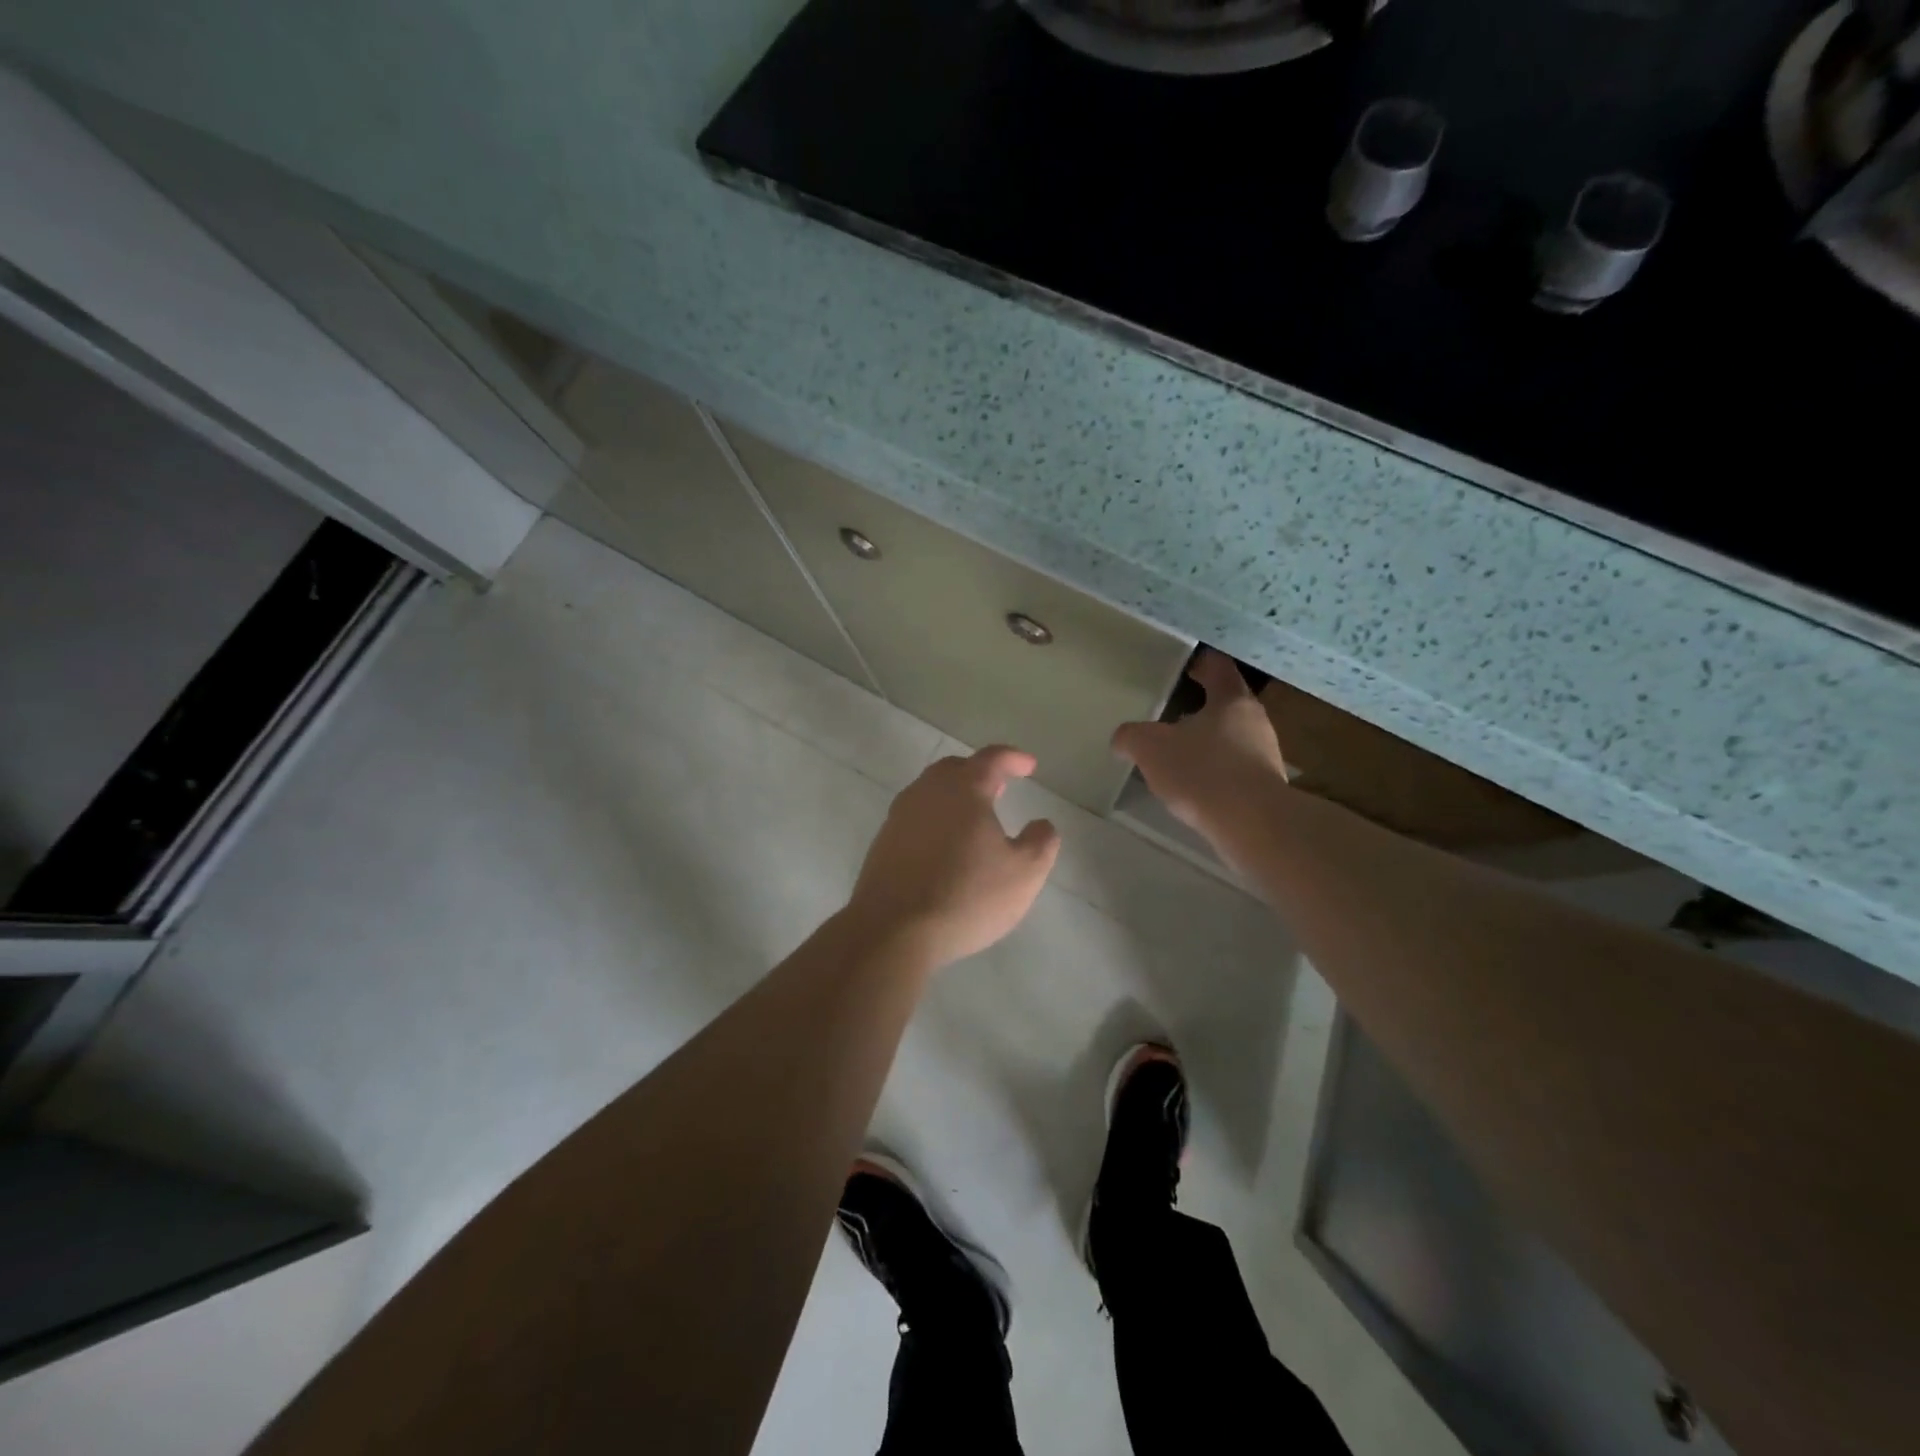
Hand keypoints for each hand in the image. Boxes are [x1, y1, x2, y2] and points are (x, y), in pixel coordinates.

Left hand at [845, 746, 1061, 968]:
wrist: (892, 930)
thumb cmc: (966, 895)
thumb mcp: (1024, 873)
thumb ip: (1040, 842)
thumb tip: (1042, 824)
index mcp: (964, 789)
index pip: (992, 759)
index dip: (1013, 758)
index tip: (1029, 766)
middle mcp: (927, 792)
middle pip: (954, 769)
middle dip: (979, 773)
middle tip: (999, 788)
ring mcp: (899, 816)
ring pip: (930, 792)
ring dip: (954, 796)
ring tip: (973, 818)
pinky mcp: (882, 842)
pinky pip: (914, 817)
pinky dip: (934, 820)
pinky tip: (944, 846)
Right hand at [1112, 650, 1289, 831]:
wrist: (1251, 824)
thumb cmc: (1201, 771)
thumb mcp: (1150, 748)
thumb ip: (1131, 736)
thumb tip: (1122, 738)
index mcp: (1232, 700)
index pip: (1219, 668)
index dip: (1202, 664)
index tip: (1186, 667)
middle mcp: (1256, 722)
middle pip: (1228, 704)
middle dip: (1203, 708)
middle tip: (1173, 715)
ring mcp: (1266, 756)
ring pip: (1234, 739)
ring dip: (1210, 742)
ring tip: (1181, 755)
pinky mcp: (1266, 788)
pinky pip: (1236, 770)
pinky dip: (1217, 772)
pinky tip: (1197, 787)